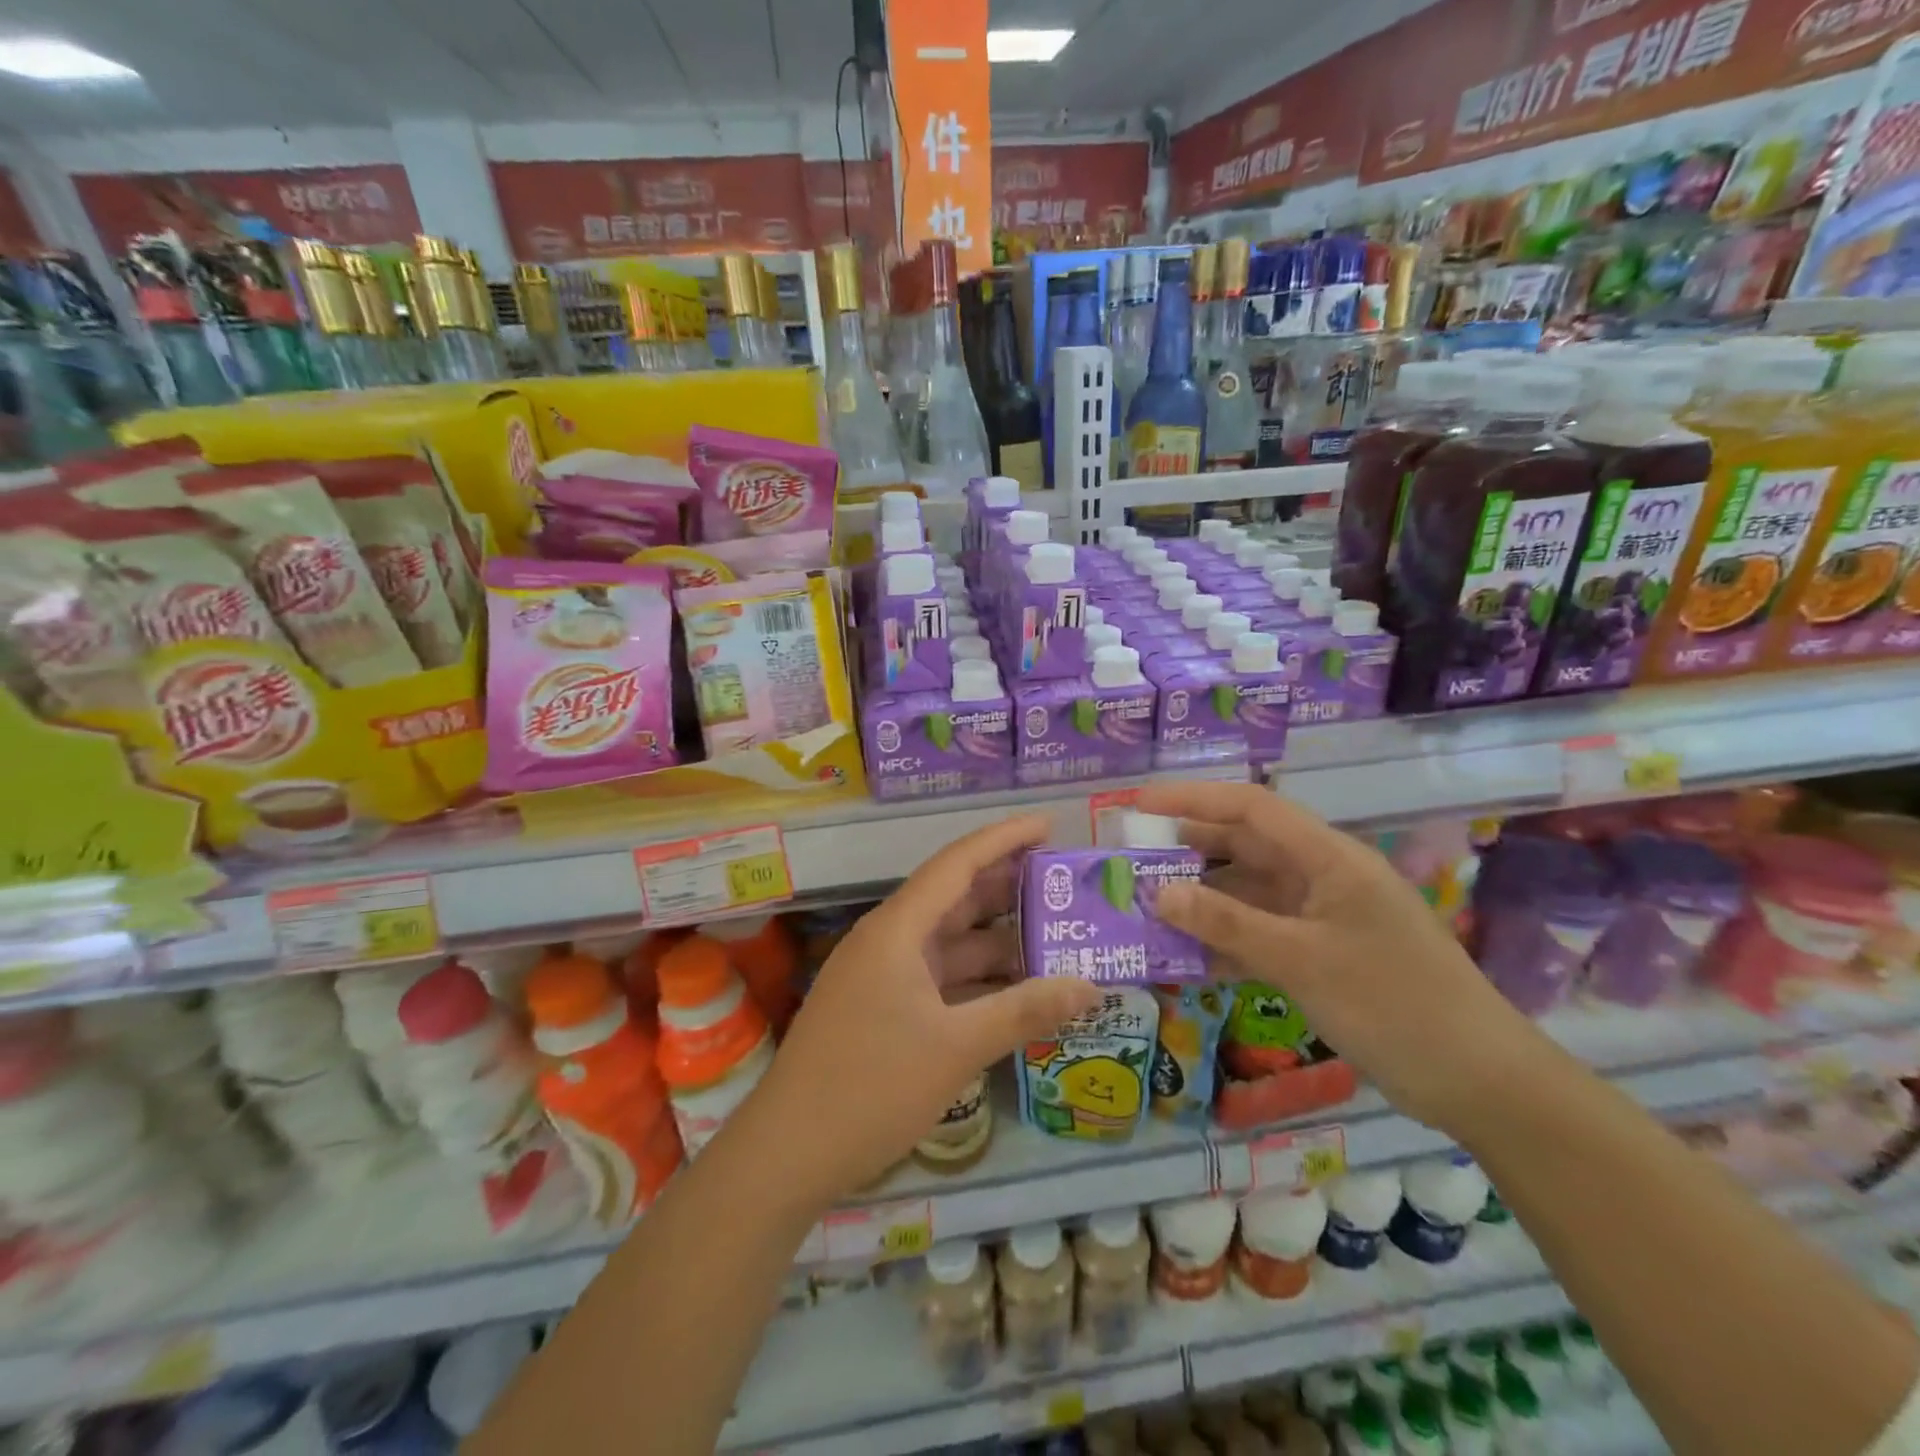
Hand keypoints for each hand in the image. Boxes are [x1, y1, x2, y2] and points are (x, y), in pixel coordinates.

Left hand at [744, 815, 1101, 1206]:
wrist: (788, 1153)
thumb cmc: (870, 1087)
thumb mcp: (956, 1048)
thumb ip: (1025, 1011)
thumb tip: (1092, 986)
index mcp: (897, 930)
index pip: (957, 863)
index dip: (1003, 839)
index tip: (1048, 825)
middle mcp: (889, 940)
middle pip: (954, 898)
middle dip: (1008, 887)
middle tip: (1064, 883)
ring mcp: (883, 975)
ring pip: (949, 941)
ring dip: (997, 938)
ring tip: (1055, 935)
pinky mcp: (882, 1007)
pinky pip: (940, 976)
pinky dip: (977, 977)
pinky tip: (1017, 988)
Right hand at [1136, 781, 1551, 1137]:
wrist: (1479, 1082)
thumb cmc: (1394, 1004)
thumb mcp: (1303, 961)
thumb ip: (1227, 924)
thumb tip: (1159, 893)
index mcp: (1328, 858)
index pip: (1251, 807)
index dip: (1192, 799)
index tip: (1138, 805)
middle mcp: (1322, 876)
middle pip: (1245, 846)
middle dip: (1189, 848)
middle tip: (1133, 860)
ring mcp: (1322, 916)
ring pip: (1249, 892)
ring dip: (1203, 899)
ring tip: (1148, 908)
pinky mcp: (1322, 953)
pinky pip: (1261, 933)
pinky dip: (1225, 940)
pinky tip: (1187, 958)